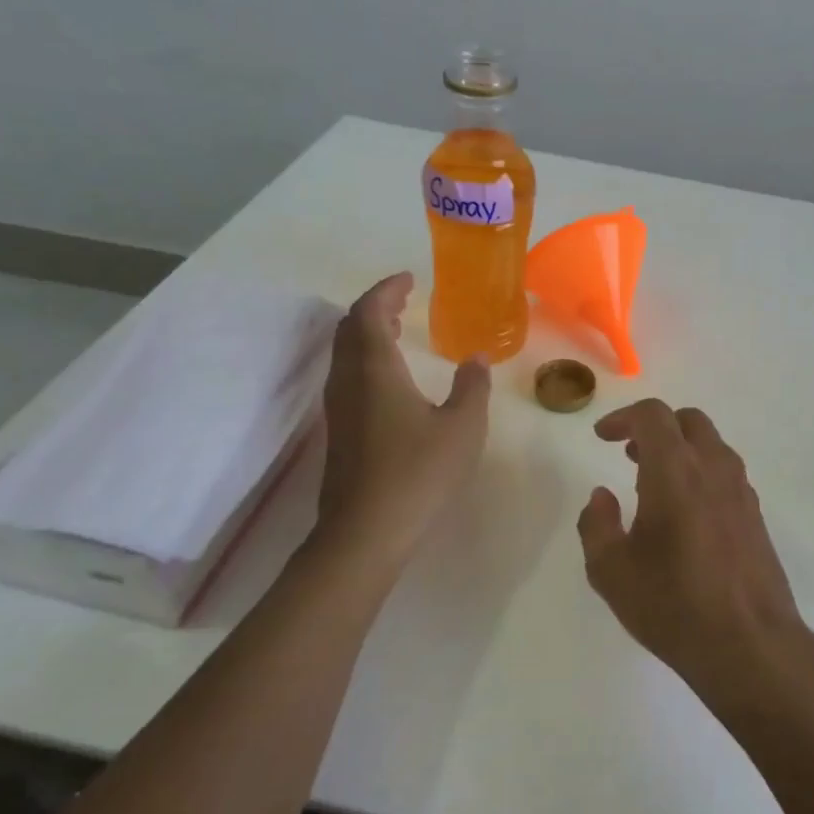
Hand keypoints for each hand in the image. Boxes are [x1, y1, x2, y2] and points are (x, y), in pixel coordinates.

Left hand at [316, 273, 490, 562]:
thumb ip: (472, 387)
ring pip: (345, 353)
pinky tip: (391, 378)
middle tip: (404, 300)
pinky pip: (348, 376)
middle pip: (350, 328)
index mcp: (375, 369)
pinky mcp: (339, 432)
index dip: (386, 290)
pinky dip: (366, 359)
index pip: (369, 311)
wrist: (365, 533)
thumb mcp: (462, 428)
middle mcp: (348, 381)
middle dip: (376, 307)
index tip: (409, 279)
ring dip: (368, 332)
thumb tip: (476, 359)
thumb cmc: (418, 474)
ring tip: (398, 329)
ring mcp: (338, 408)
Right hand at [576, 400, 813, 705]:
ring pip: (711, 445)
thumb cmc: (673, 604)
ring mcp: (741, 491)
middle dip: (655, 427)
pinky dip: (700, 472)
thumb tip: (602, 496)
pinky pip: (725, 473)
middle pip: (688, 421)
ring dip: (680, 449)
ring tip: (653, 482)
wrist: (751, 645)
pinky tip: (685, 512)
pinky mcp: (756, 515)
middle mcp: (713, 469)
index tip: (602, 437)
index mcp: (675, 471)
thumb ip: (596, 524)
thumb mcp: (611, 571)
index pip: (653, 416)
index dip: (623, 417)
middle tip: (629, 453)